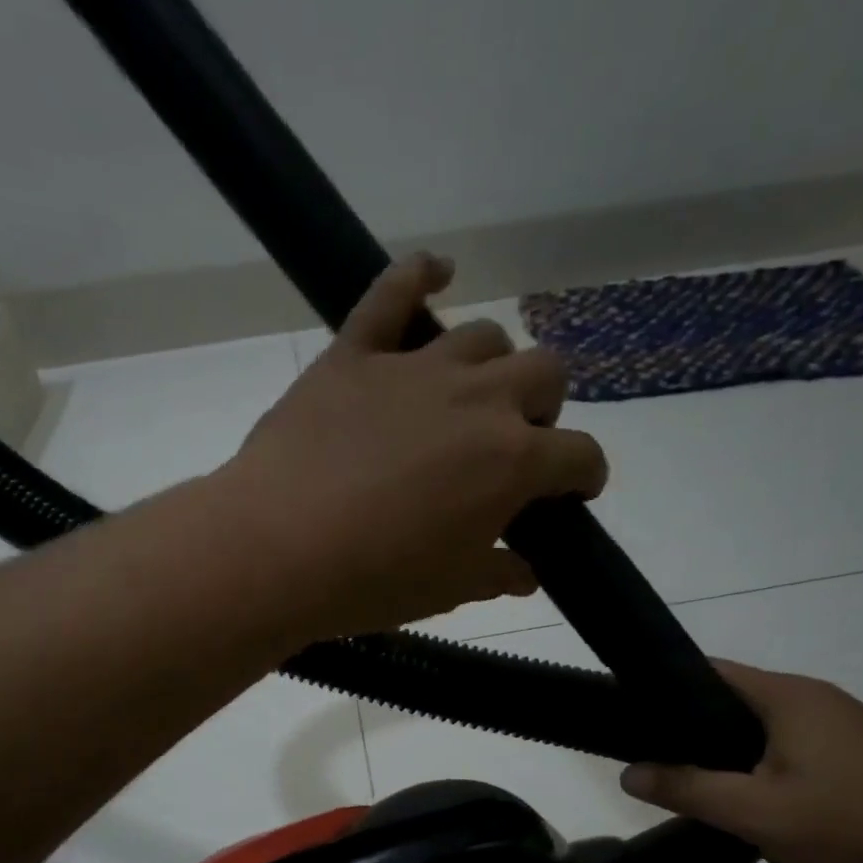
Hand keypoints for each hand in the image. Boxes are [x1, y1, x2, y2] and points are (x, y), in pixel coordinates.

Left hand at [214, 253, 606, 640]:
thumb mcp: (450, 589)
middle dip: (544, 409)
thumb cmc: (375, 580)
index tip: (572, 493)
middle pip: (544, 374)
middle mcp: (479, 400)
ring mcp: (416, 368)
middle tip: (514, 444)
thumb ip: (499, 574)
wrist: (278, 550)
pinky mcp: (356, 354)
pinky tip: (435, 273)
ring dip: (493, 366)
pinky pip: (391, 292)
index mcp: (513, 461)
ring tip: (471, 397)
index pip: (579, 455)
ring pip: (484, 337)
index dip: (584, 476)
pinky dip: (418, 275)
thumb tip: (527, 572)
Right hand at [619, 661, 862, 862]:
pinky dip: (761, 762)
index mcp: (786, 696)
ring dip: (728, 749)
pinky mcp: (859, 753)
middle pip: (733, 698)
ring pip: (762, 726)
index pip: (708, 671)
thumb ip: (688, 789)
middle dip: (692, 726)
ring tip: (694, 782)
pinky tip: (753, 798)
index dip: (664, 689)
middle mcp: (814, 697)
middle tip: (654, 759)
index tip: (630, 717)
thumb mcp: (757, 812)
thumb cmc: (854, 824)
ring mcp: (842, 724)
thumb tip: (628, 773)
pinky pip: (790, 745)